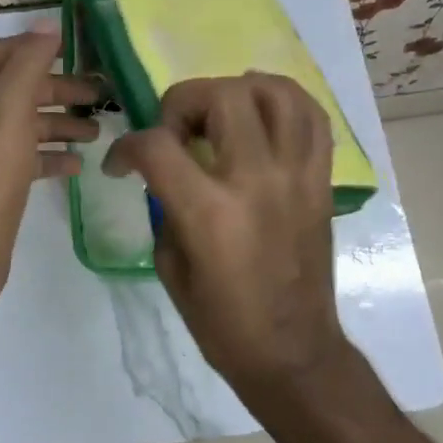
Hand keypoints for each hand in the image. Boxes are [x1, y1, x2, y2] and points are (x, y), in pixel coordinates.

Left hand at [0, 26, 98, 304]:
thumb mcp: (7, 114)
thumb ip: (27, 66)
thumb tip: (46, 25)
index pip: (0, 53)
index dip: (37, 47)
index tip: (80, 50)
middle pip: (15, 88)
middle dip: (58, 89)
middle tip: (101, 95)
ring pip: (23, 124)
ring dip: (59, 123)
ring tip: (98, 132)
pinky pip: (23, 156)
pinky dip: (49, 155)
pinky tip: (78, 164)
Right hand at [105, 73, 349, 402]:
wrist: (293, 353)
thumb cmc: (222, 322)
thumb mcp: (171, 266)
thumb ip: (165, 205)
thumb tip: (164, 172)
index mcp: (210, 212)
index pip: (158, 144)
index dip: (127, 146)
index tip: (121, 164)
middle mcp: (256, 181)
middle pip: (221, 96)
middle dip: (183, 102)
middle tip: (176, 132)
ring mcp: (296, 176)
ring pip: (276, 93)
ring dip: (238, 89)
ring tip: (221, 112)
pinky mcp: (321, 182)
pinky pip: (314, 119)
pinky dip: (286, 101)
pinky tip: (263, 112)